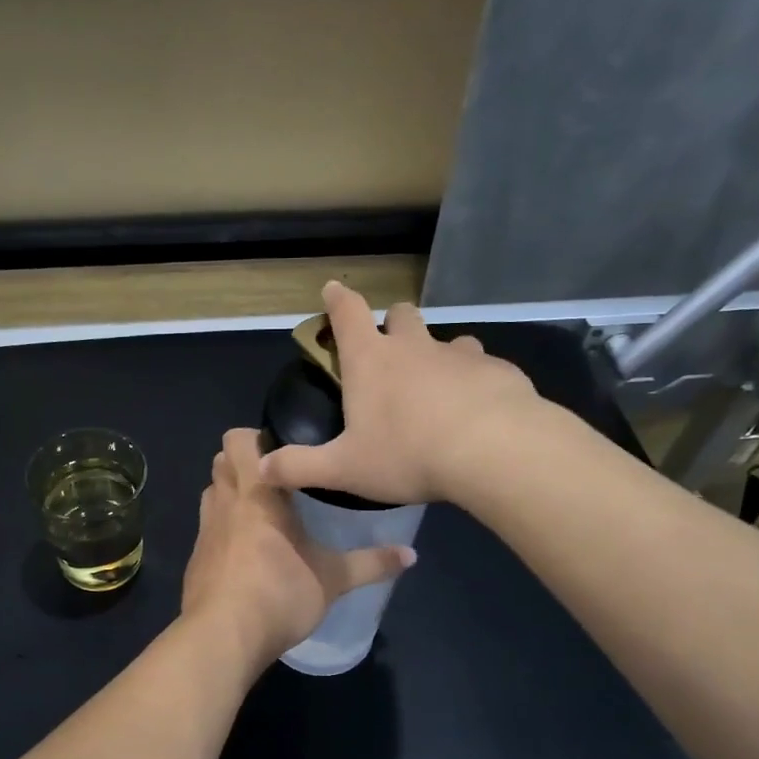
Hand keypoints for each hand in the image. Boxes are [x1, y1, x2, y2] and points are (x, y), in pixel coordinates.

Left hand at [181, 428, 414, 669]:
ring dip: (230, 495)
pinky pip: (207, 529)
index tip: (285, 453)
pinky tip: (244, 554)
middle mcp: (224, 503)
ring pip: (211, 494)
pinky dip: (222, 531)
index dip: (256, 438)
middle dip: (242, 464)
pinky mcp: (195, 560)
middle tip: (276, 480)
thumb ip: (371, 563)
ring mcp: (204, 532)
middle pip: (220, 462)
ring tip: (261, 513)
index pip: (238, 441)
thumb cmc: (279, 593)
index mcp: (256, 493)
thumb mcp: (333, 579)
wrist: (223, 637)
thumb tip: (411, 555)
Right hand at [258, 281, 545, 505]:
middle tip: (389, 350)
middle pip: (402, 315)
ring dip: (438, 354)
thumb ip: (300, 467)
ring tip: (438, 387)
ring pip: (447, 339)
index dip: (337, 299)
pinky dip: (475, 381)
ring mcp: (460, 355)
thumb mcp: (344, 469)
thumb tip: (260, 468)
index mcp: (371, 361)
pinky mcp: (499, 370)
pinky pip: (483, 367)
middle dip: (392, 324)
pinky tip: (477, 410)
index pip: (348, 313)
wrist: (493, 451)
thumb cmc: (407, 454)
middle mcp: (415, 347)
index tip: (332, 289)